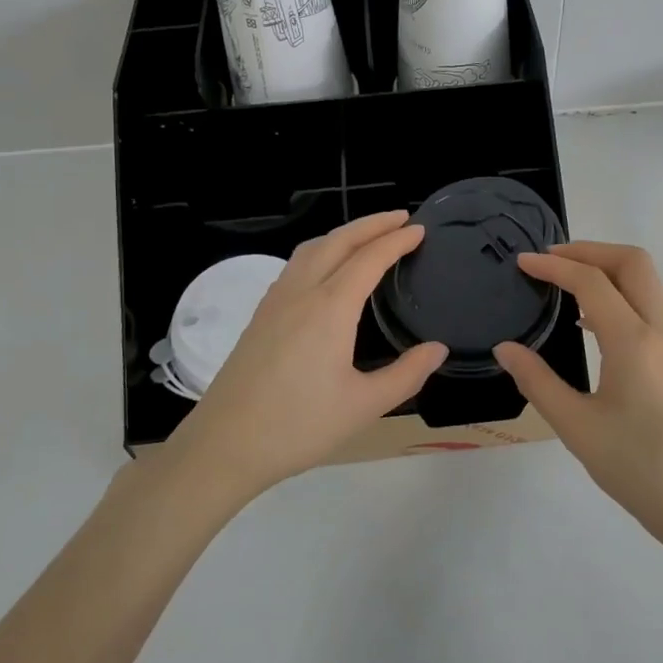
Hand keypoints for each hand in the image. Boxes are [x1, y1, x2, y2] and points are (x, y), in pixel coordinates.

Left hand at [175, 211, 447, 496]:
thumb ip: (407, 374)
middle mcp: (301, 293)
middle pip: (339, 241)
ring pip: (312, 249)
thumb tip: (438, 349)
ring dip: (343, 234)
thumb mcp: (364, 406)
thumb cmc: (299, 426)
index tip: (419, 230)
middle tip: (401, 218)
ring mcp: (275, 302)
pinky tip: (326, 270)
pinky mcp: (260, 316)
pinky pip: (295, 266)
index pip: (369, 259)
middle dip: (372, 224)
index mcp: (330, 308)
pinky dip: (320, 251)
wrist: (225, 444)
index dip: (397, 241)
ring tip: (368, 236)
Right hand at [493, 242, 662, 541]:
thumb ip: (538, 381)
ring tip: (565, 285)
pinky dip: (621, 296)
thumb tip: (505, 349)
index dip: (555, 266)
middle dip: (589, 250)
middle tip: (550, 260)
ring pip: (647, 282)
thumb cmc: (639, 470)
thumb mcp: (577, 428)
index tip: (523, 262)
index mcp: (635, 343)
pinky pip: (652, 307)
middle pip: (633, 262)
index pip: (592, 282)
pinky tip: (592, 324)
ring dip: (607, 270)